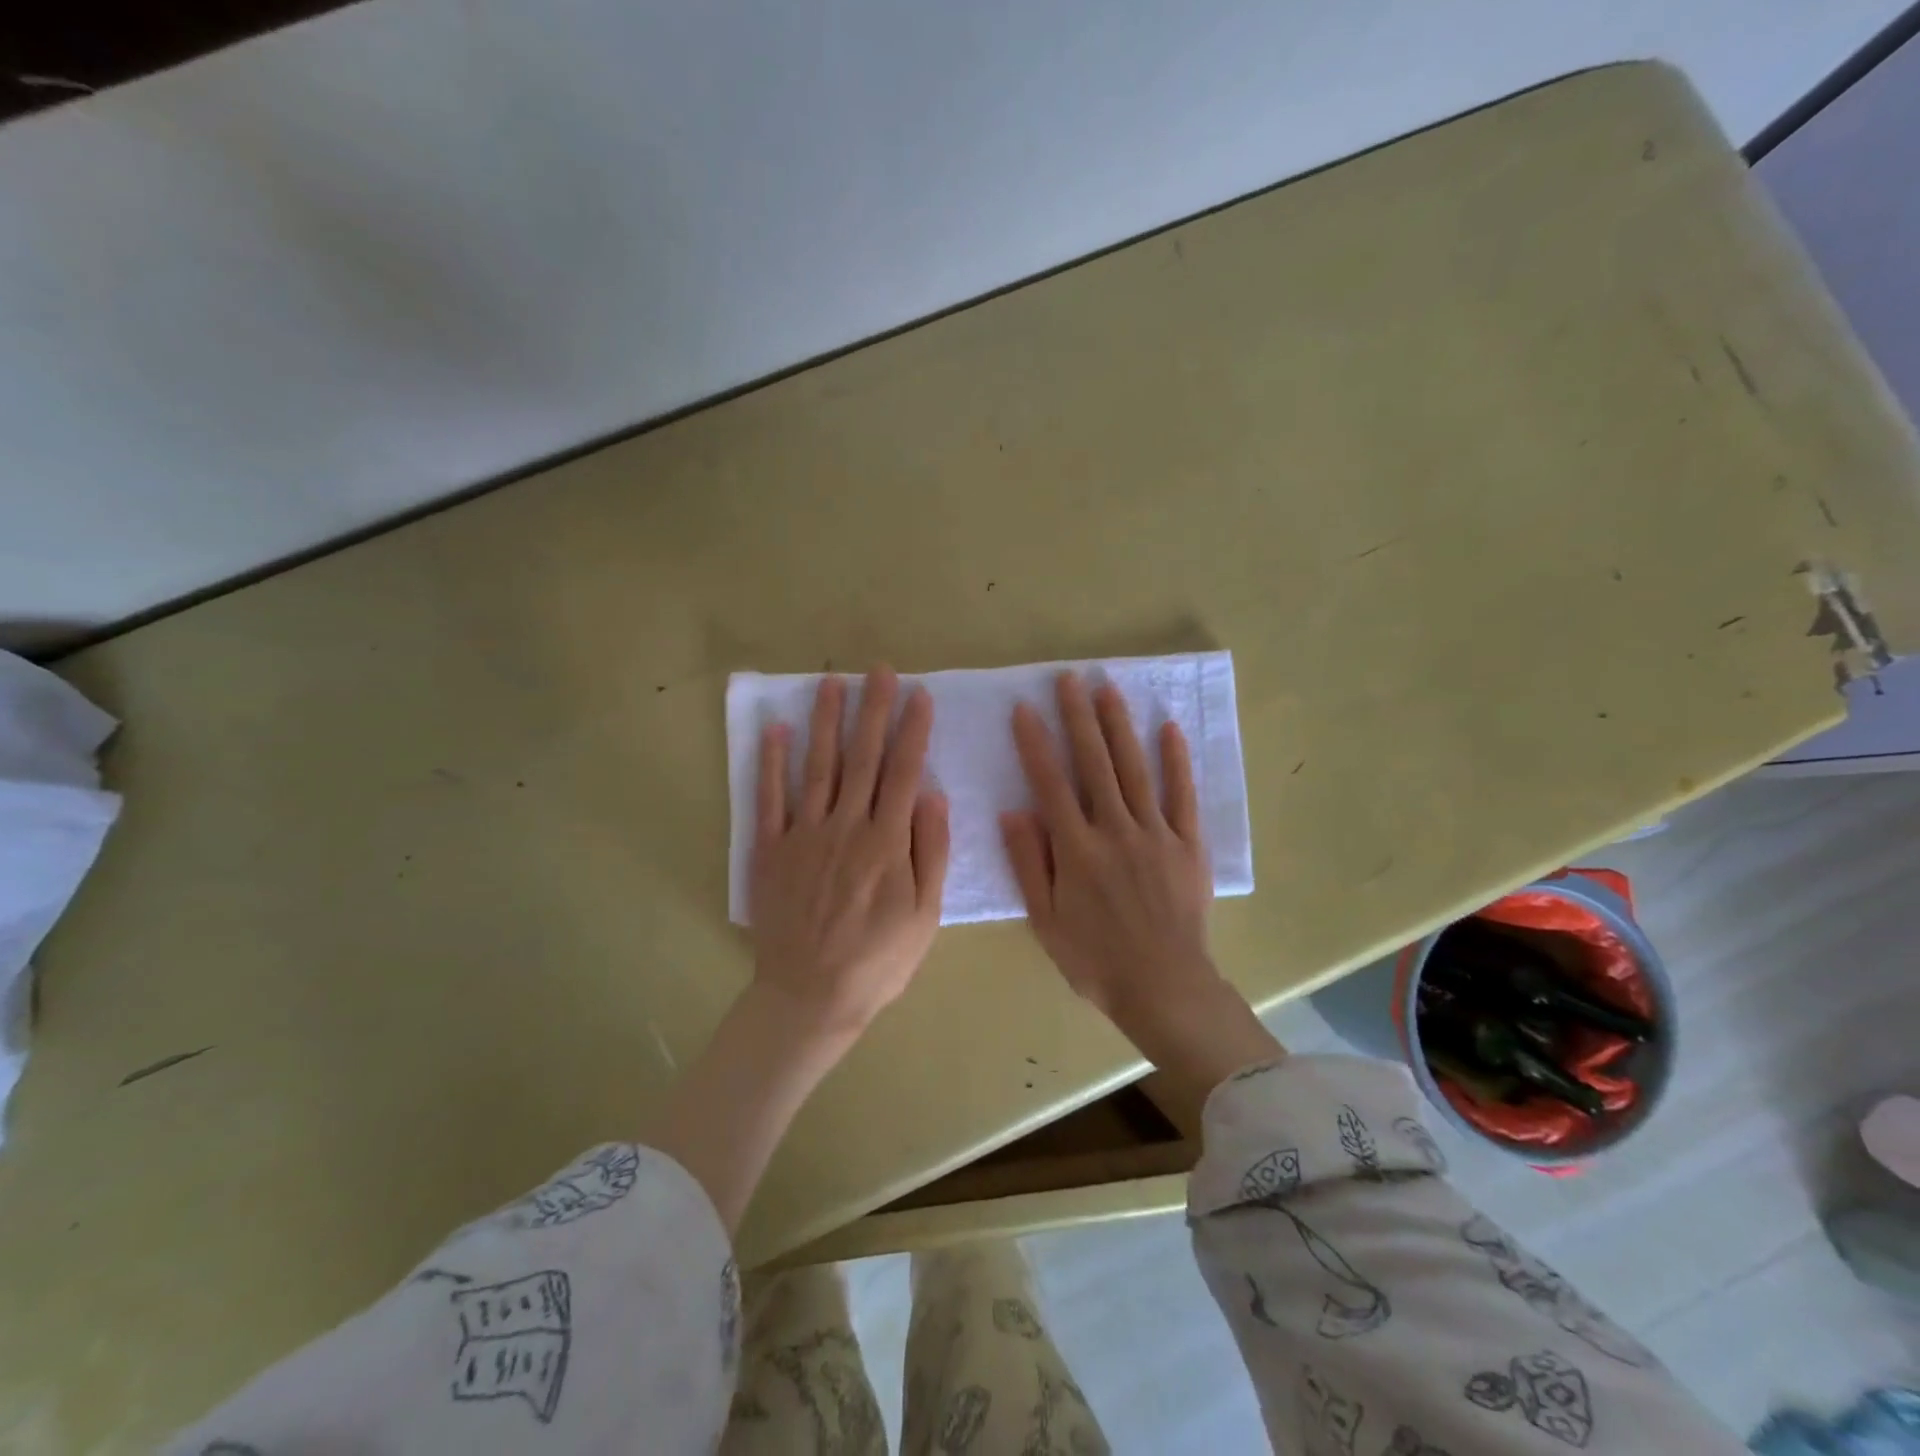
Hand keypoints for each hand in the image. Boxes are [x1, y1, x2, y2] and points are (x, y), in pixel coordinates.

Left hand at [750, 666, 950, 1039]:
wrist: (810, 995)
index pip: (904, 772)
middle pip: (862, 758)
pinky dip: (772, 763)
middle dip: (873, 710)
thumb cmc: (878, 959)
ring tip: (832, 682)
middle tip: (879, 670)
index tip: (919, 694)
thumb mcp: (925, 915)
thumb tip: (933, 795)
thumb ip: (931, 852)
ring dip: (826, 722)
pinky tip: (776, 730)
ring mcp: (804, 834)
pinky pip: (770, 798)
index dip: (912, 730)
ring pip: (819, 766)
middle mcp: (846, 826)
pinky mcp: (771, 849)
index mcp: (886, 841)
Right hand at [1001, 672, 1281, 1096]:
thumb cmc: (1095, 959)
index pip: (1051, 783)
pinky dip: (1177, 761)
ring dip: (1120, 726)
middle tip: (1069, 679)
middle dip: (1079, 717)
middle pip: (1094, 763)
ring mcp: (1155, 833)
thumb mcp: (1046, 920)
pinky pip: (1182, 795)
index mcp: (1077, 849)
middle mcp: (1115, 830)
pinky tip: (1168, 729)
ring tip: (1108, 689)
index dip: (1036, 743)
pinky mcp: (1187, 844)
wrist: (1164, 987)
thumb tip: (1013, 811)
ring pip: (1135, 768)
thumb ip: (1030, 863)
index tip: (1025, 708)